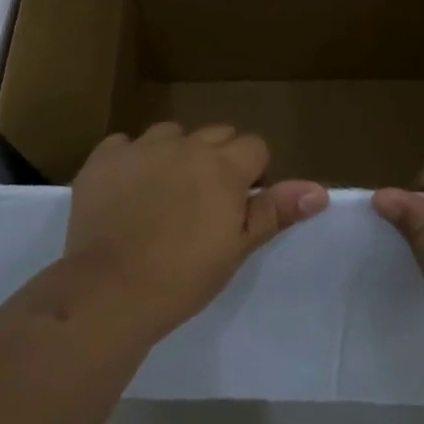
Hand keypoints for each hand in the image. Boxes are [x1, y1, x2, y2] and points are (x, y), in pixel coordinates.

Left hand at [65, 123, 328, 337]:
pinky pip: (125, 144)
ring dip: (175, 153)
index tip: (241, 203)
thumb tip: (320, 190)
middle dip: (218, 159)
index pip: (254, 146)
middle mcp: (185, 145)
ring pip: (170, 134)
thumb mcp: (237, 247)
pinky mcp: (104, 157)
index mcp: (223, 166)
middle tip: (206, 201)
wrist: (111, 289)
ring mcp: (141, 147)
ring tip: (165, 192)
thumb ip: (275, 211)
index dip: (253, 172)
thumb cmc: (184, 276)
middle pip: (215, 134)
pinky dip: (130, 160)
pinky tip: (125, 189)